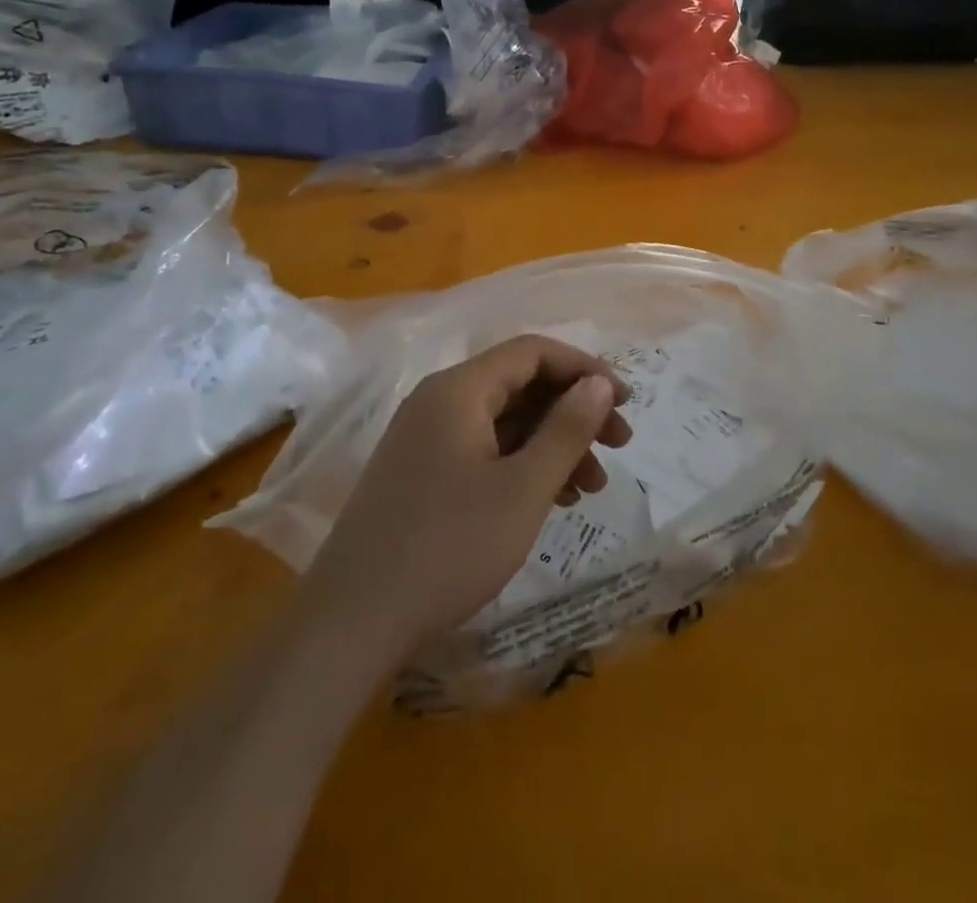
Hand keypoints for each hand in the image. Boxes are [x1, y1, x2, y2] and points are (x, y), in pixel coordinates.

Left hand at [302, 335, 632, 660]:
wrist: (351, 623)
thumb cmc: (448, 548)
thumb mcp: (523, 489)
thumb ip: (566, 429)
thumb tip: (599, 383)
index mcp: (459, 390)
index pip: (533, 352)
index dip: (585, 369)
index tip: (625, 401)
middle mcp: (439, 401)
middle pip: (520, 385)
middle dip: (574, 410)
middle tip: (619, 445)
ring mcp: (426, 438)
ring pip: (505, 422)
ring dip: (553, 443)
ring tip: (592, 486)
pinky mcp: (421, 472)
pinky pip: (484, 450)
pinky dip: (523, 465)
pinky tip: (553, 498)